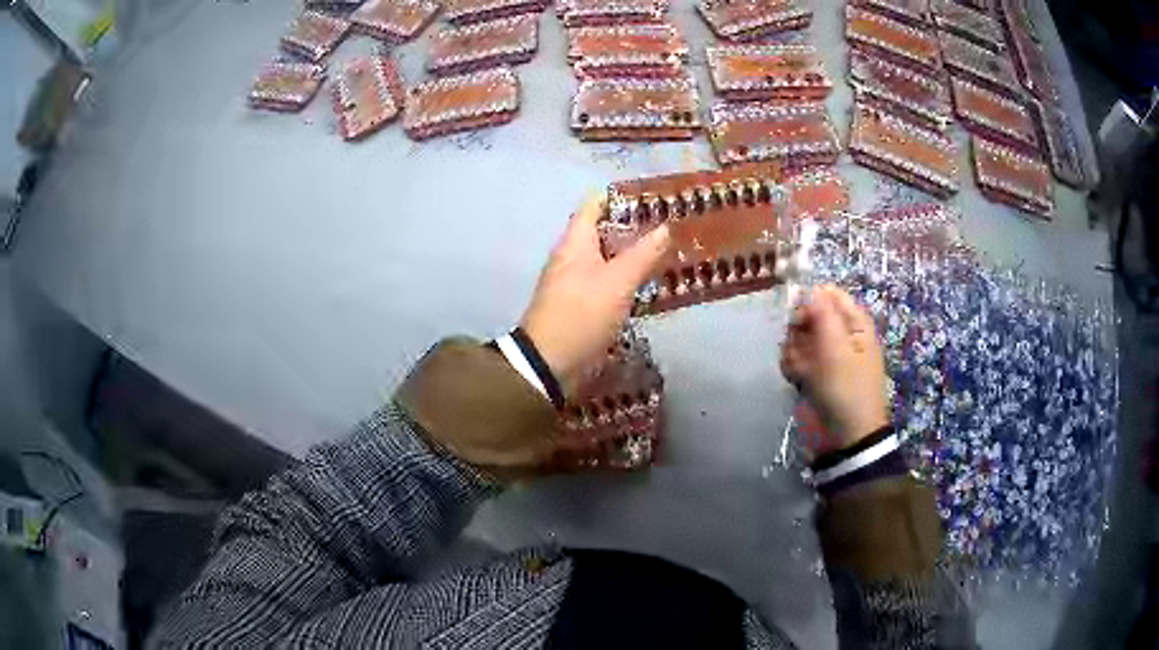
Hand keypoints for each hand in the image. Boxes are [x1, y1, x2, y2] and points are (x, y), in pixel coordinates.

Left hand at [521, 194, 669, 394]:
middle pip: (606, 230)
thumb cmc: (582, 314)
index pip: (596, 204)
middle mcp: (574, 255)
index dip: (624, 197)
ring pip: (611, 258)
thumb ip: (643, 254)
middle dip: (637, 227)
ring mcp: (578, 281)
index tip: (656, 198)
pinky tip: (654, 282)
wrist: (551, 363)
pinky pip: (610, 281)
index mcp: (575, 241)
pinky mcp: (584, 304)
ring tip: (671, 250)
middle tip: (673, 225)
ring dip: (636, 254)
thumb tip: (666, 227)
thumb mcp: (618, 282)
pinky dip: (630, 278)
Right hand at [780, 285, 888, 450]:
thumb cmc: (846, 390)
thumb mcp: (837, 348)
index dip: (811, 301)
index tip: (799, 316)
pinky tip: (796, 380)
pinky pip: (792, 358)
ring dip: (793, 351)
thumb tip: (808, 288)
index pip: (828, 295)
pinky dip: (791, 367)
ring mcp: (824, 355)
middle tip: (800, 347)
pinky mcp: (810, 373)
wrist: (843, 438)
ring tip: (801, 370)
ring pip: (797, 337)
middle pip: (809, 314)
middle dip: (799, 330)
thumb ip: (822, 314)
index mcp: (854, 324)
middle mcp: (839, 335)